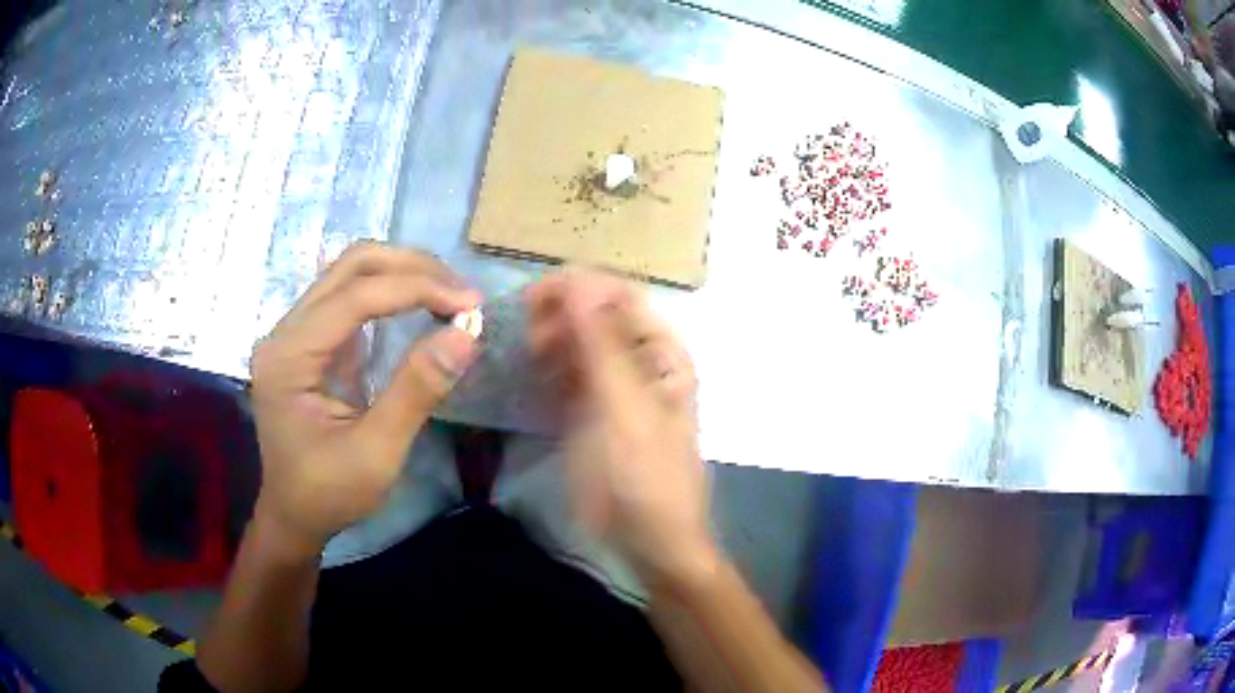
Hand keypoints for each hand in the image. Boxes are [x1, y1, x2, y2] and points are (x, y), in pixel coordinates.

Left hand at [249, 242, 479, 557]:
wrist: (294, 515)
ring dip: (403, 274)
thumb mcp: (376, 452)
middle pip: (350, 267)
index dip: (415, 289)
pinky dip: (391, 293)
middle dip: (411, 269)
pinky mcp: (310, 340)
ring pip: (350, 273)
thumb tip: (467, 334)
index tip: (469, 304)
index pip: (353, 297)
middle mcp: (285, 331)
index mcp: (288, 357)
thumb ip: (416, 390)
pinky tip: (421, 305)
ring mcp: (295, 333)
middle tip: (461, 294)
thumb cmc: (329, 493)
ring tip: (448, 295)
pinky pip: (350, 297)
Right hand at [526, 270, 714, 585]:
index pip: (619, 296)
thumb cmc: (645, 474)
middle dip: (560, 314)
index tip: (534, 295)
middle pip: (594, 316)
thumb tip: (580, 282)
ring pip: (576, 343)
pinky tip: (530, 374)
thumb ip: (602, 345)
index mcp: (661, 351)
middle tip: (526, 333)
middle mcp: (638, 360)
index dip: (579, 287)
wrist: (649, 537)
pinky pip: (565, 375)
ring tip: (527, 354)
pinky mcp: (589, 411)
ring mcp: (612, 386)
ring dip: (550, 339)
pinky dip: (547, 368)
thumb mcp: (625, 408)